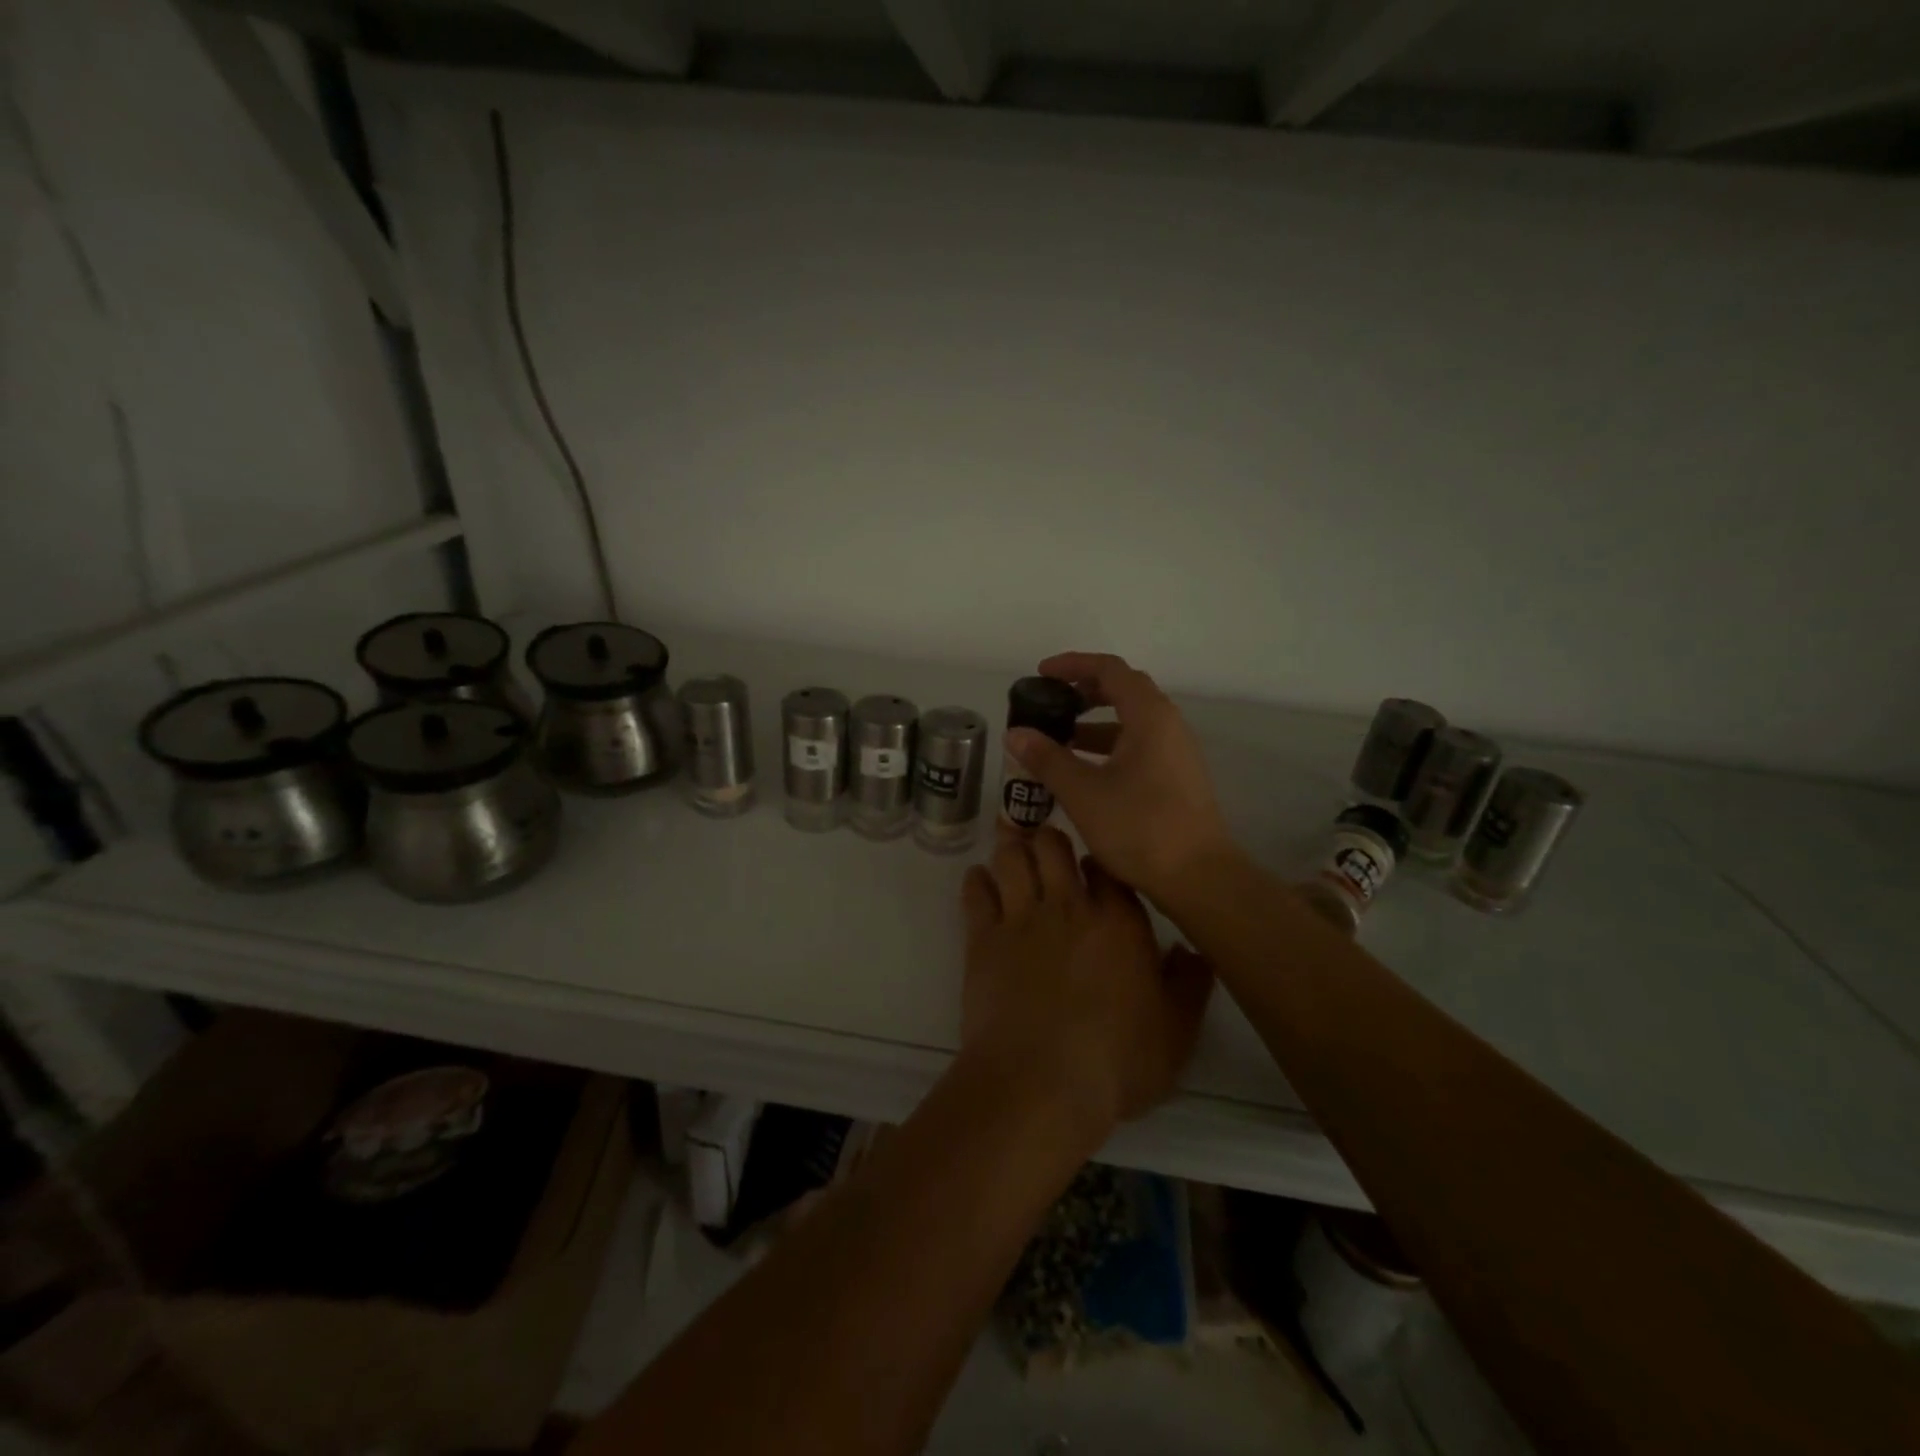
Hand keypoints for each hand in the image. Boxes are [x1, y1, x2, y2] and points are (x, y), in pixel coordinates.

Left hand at [960, 826, 1212, 1131]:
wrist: (1039, 1084)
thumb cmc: (1115, 1062)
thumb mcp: (1175, 1033)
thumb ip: (1189, 985)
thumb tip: (1193, 950)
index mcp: (1118, 921)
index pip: (1106, 866)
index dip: (1098, 863)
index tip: (1093, 870)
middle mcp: (1068, 906)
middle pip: (1053, 844)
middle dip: (1049, 840)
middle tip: (1048, 851)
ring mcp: (1021, 918)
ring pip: (1012, 856)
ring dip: (1013, 849)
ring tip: (1014, 853)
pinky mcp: (982, 937)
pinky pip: (976, 890)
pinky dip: (978, 879)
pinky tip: (982, 881)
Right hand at [1004, 652, 1235, 903]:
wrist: (1198, 878)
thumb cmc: (1140, 827)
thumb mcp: (1082, 792)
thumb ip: (1047, 758)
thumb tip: (1015, 733)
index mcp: (1149, 716)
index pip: (1110, 669)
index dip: (1073, 665)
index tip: (1041, 673)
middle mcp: (1168, 725)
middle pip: (1123, 691)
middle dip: (1083, 692)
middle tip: (1049, 704)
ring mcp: (1176, 752)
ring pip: (1130, 722)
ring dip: (1094, 724)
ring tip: (1057, 740)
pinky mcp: (1176, 777)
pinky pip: (1138, 746)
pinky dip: (1108, 748)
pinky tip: (1083, 772)